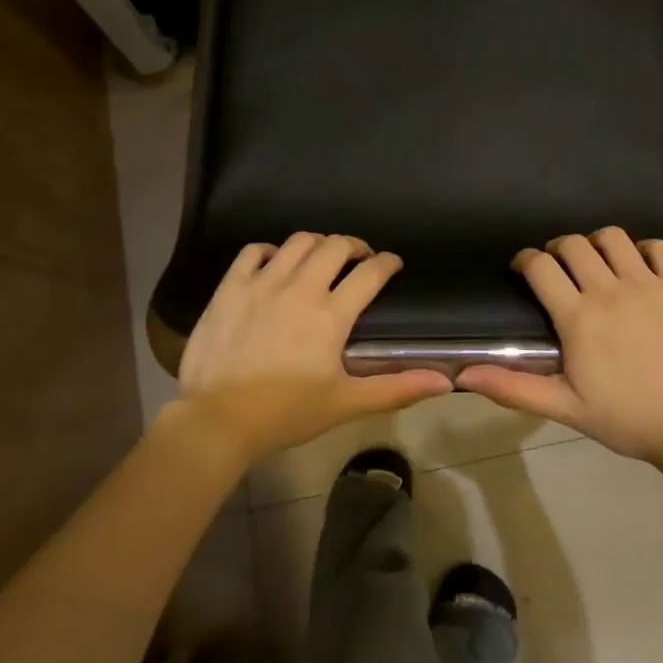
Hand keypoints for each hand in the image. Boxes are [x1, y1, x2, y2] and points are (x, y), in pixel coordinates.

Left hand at [174, 233, 451, 462]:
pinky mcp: (231, 286)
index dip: (387, 263)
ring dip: (317, 244)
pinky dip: (270, 250)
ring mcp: (262, 282)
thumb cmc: (286, 413)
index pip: (370, 273)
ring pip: (298, 242)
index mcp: (331, 314)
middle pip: (335, 246)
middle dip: (354, 246)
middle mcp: (300, 287)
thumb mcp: (346, 404)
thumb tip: (445, 382)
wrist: (217, 420)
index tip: (392, 264)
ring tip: (321, 258)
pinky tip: (275, 264)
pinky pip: (254, 250)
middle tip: (358, 259)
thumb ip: (396, 388)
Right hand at [457, 227, 662, 465]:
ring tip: (598, 263)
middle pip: (573, 244)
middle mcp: (610, 290)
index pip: (540, 266)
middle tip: (559, 269)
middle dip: (558, 249)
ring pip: (613, 237)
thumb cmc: (627, 420)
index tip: (523, 268)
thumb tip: (462, 376)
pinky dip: (644, 249)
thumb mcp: (565, 408)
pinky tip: (639, 268)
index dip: (525, 259)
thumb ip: (513, 388)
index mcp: (578, 318)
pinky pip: (658, 247)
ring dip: (597, 243)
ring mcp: (649, 284)